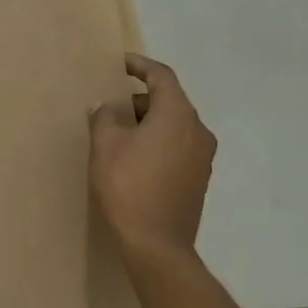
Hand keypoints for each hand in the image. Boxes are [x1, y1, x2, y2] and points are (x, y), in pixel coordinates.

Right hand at [89, 54, 215, 265]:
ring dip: (148, 121)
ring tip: (119, 132)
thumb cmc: (128, 186)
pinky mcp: (199, 179)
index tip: (119, 63)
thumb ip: (104, 117)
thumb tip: (105, 107)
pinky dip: (158, 140)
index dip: (140, 65)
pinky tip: (134, 156)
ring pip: (174, 124)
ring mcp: (203, 157)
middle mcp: (198, 131)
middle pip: (170, 100)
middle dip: (140, 97)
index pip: (162, 76)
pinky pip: (178, 145)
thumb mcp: (105, 145)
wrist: (156, 244)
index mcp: (177, 115)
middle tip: (112, 104)